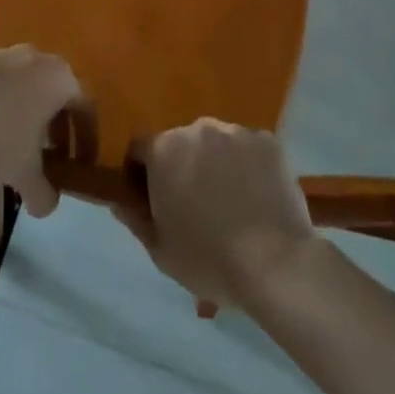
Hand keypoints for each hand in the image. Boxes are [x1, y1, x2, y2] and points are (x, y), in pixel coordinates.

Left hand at [0, 47, 85, 217]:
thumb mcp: (24, 172)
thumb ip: (44, 193)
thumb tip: (46, 206)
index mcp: (61, 79)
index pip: (86, 109)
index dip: (87, 140)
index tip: (82, 163)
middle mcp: (39, 57)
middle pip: (58, 93)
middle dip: (58, 126)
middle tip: (52, 155)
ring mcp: (7, 52)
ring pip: (29, 84)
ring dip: (30, 112)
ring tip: (19, 141)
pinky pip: (2, 81)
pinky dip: (4, 101)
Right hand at [113, 119, 317, 308]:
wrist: (276, 264)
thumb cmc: (209, 259)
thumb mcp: (161, 251)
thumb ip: (135, 220)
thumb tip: (118, 201)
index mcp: (164, 149)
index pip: (140, 149)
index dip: (140, 173)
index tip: (151, 199)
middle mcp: (196, 129)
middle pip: (180, 143)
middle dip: (181, 166)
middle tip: (195, 204)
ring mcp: (235, 132)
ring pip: (216, 143)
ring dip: (215, 163)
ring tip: (231, 201)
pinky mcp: (267, 140)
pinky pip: (249, 148)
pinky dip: (248, 165)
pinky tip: (257, 196)